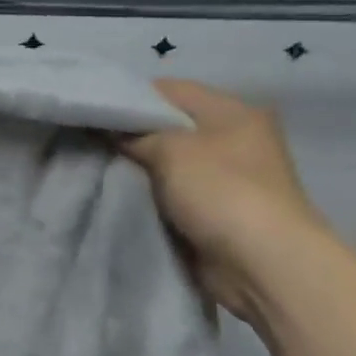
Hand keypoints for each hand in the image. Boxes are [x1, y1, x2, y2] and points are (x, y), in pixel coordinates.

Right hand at [118, 79, 330, 322]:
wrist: (263, 265)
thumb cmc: (221, 191)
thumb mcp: (170, 149)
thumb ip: (135, 134)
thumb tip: (109, 130)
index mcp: (233, 111)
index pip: (169, 90)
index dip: (129, 99)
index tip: (95, 113)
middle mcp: (233, 138)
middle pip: (168, 126)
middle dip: (131, 135)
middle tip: (91, 142)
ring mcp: (227, 177)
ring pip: (167, 161)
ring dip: (139, 167)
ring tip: (98, 167)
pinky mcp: (217, 210)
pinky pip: (172, 192)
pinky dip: (150, 193)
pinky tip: (120, 194)